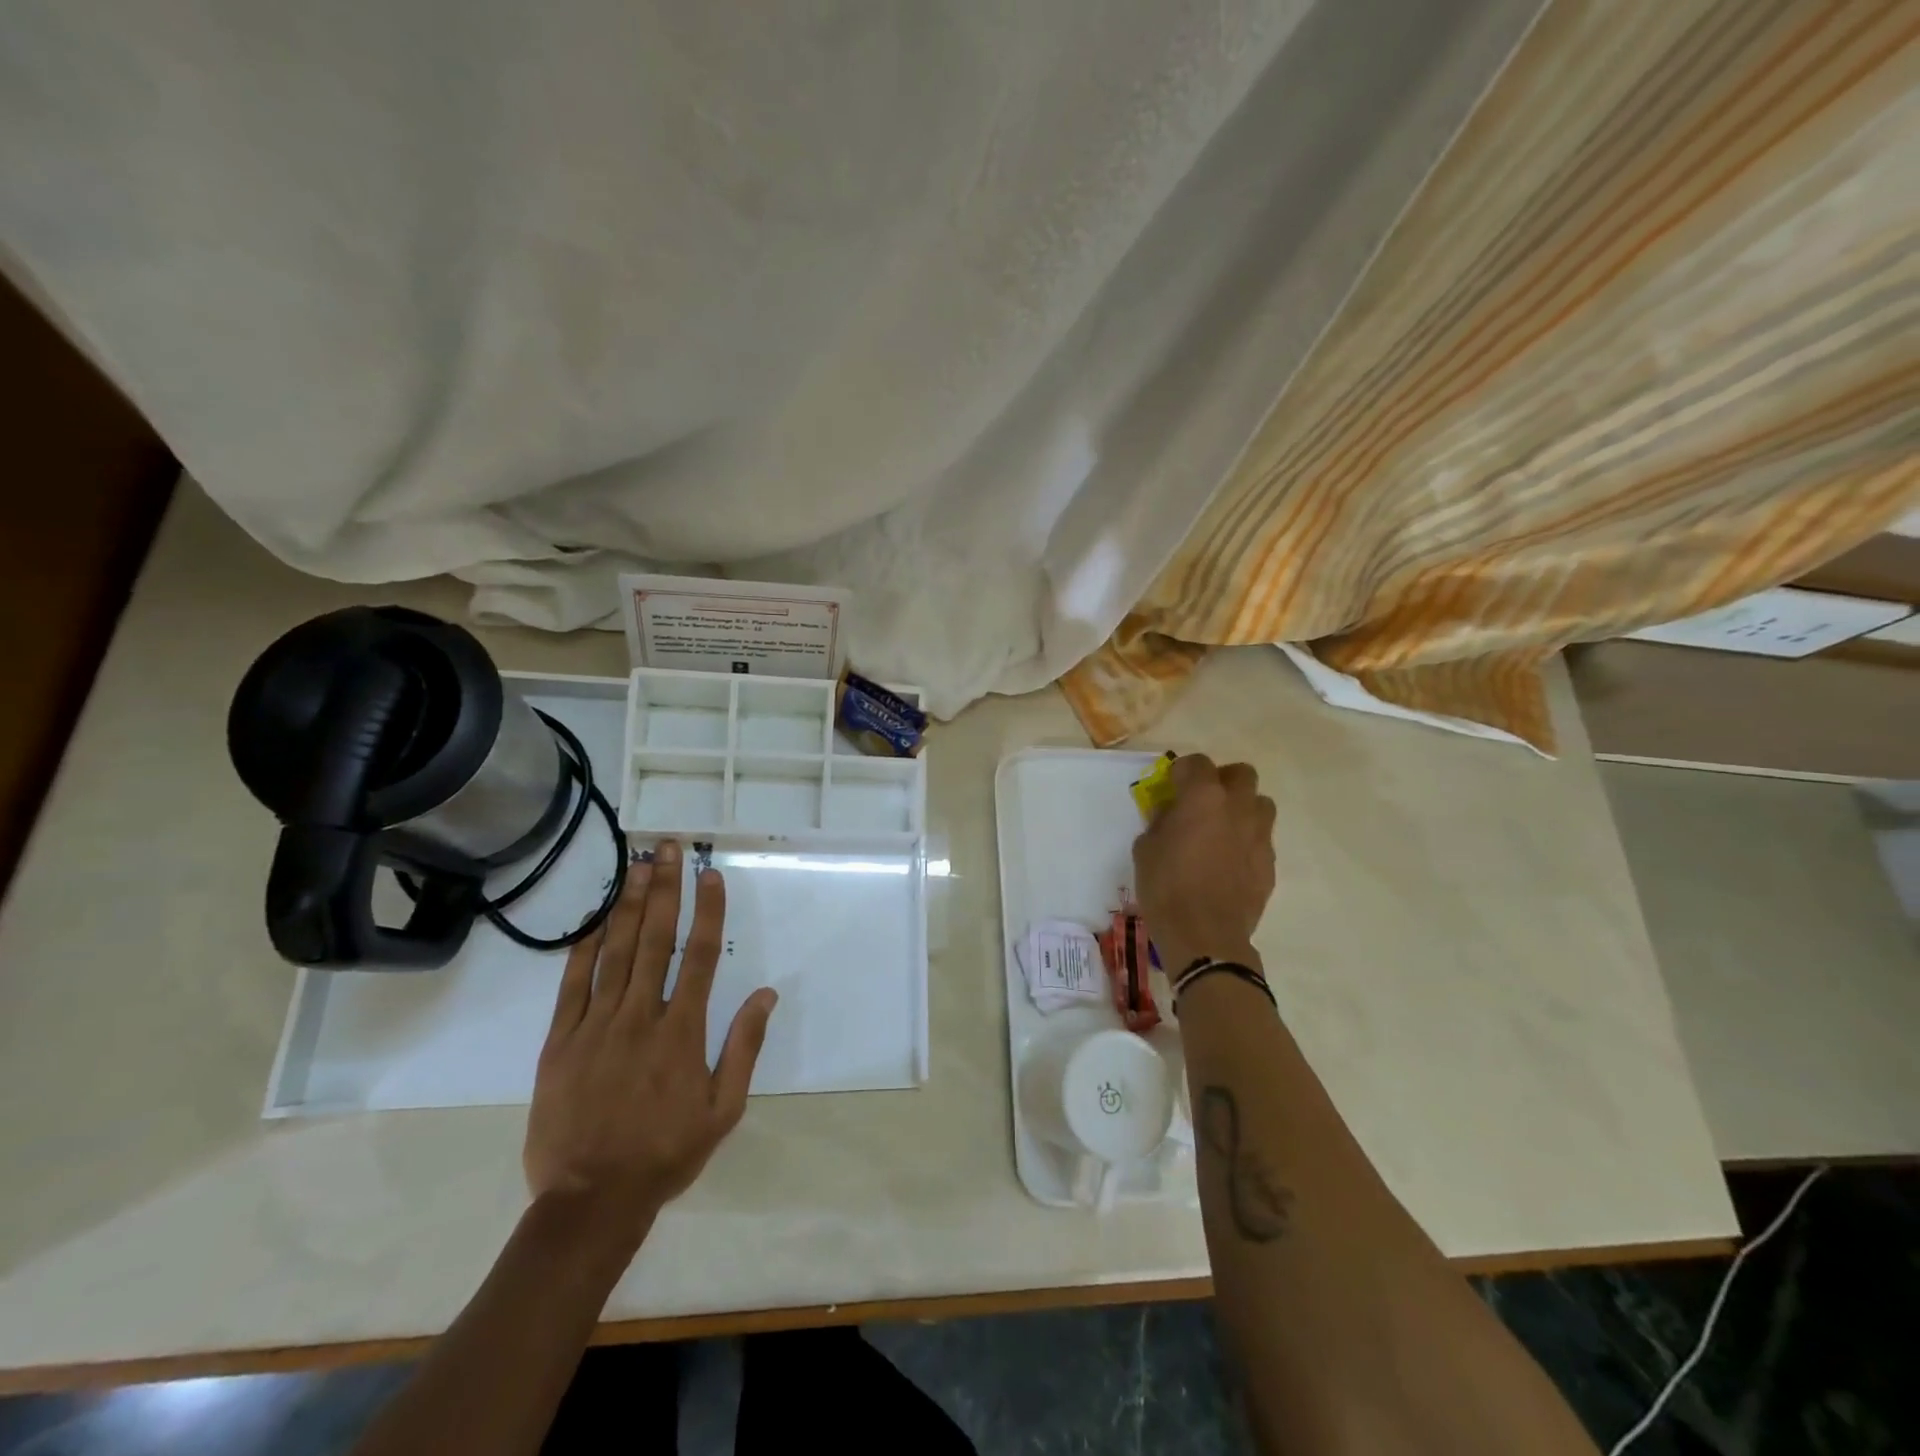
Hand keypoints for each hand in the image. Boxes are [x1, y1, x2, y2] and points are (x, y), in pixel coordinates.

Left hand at [523, 839, 777, 1258]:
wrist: (590, 1201)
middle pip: (655, 940)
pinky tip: (593, 919)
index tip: (710, 875)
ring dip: (627, 905)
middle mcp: (640, 1017)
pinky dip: (584, 948)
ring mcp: (596, 1026)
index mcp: (682, 1032)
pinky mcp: (560, 1042)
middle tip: (668, 848)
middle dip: (664, 890)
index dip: (707, 912)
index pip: (701, 957)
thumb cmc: (665, 1153)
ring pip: (615, 953)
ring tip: (636, 865)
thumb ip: (744, 1047)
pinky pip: (573, 985)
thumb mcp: (723, 1110)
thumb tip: (767, 994)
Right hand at [1132, 754, 1276, 973]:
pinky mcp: (1269, 862)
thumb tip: (1172, 814)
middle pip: (1241, 774)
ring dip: (1242, 808)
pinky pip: (1261, 838)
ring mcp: (1259, 834)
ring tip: (1223, 828)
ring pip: (1260, 803)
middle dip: (1222, 780)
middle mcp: (1237, 807)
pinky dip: (1247, 840)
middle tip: (1203, 801)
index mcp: (1202, 797)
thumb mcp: (1145, 848)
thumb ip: (1161, 821)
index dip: (1182, 771)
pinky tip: (1229, 861)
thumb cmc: (1166, 887)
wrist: (1205, 935)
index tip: (1172, 786)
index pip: (1197, 762)